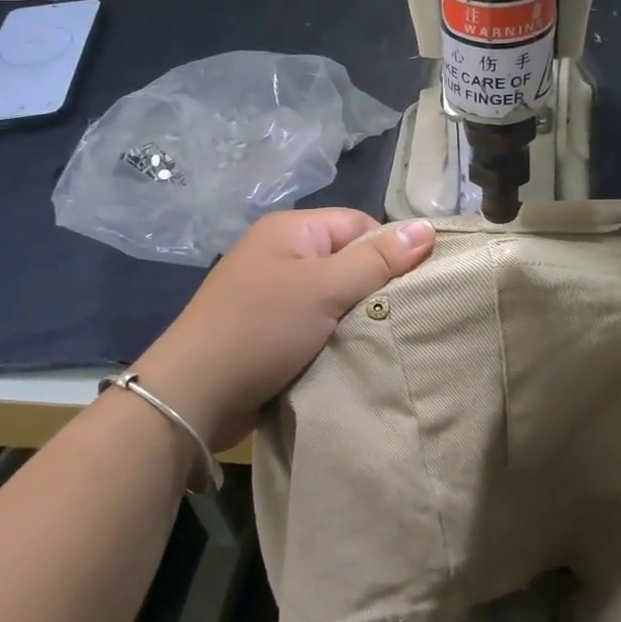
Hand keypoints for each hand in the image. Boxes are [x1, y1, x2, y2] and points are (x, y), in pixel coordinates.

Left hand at [135, 210, 435, 449]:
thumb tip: (427, 227)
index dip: (388, 253)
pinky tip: (350, 355)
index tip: (410, 289)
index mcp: (291, 229)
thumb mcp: (324, 289)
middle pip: (349, 260)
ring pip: (335, 296)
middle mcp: (281, 253)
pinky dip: (334, 337)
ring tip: (380, 339)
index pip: (360, 225)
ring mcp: (273, 293)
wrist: (193, 395)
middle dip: (374, 289)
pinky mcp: (270, 329)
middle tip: (400, 319)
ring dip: (355, 318)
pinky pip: (316, 323)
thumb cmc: (261, 330)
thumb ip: (377, 260)